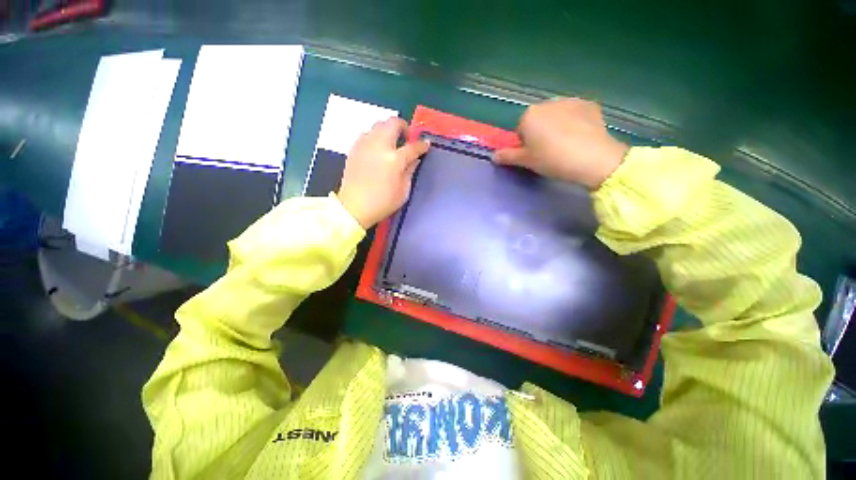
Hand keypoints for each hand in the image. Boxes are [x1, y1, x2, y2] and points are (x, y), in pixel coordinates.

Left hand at [338, 118, 429, 228]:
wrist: (354, 207)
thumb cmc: (382, 203)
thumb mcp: (403, 191)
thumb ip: (410, 171)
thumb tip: (414, 159)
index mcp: (394, 159)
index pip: (413, 147)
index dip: (422, 145)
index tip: (426, 145)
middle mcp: (379, 146)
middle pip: (393, 123)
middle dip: (403, 126)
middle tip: (407, 137)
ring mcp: (365, 145)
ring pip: (378, 125)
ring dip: (388, 129)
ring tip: (391, 142)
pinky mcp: (354, 148)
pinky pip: (367, 133)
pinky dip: (375, 136)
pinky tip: (377, 148)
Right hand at [494, 98, 629, 189]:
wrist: (592, 158)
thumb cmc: (552, 159)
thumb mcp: (526, 161)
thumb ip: (508, 157)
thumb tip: (494, 156)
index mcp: (529, 115)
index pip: (521, 130)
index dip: (525, 144)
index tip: (534, 156)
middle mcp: (548, 103)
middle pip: (538, 120)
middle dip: (541, 133)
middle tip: (549, 152)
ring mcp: (571, 101)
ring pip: (557, 116)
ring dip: (558, 127)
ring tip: (566, 145)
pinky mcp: (590, 105)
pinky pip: (575, 114)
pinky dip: (575, 123)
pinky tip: (580, 137)